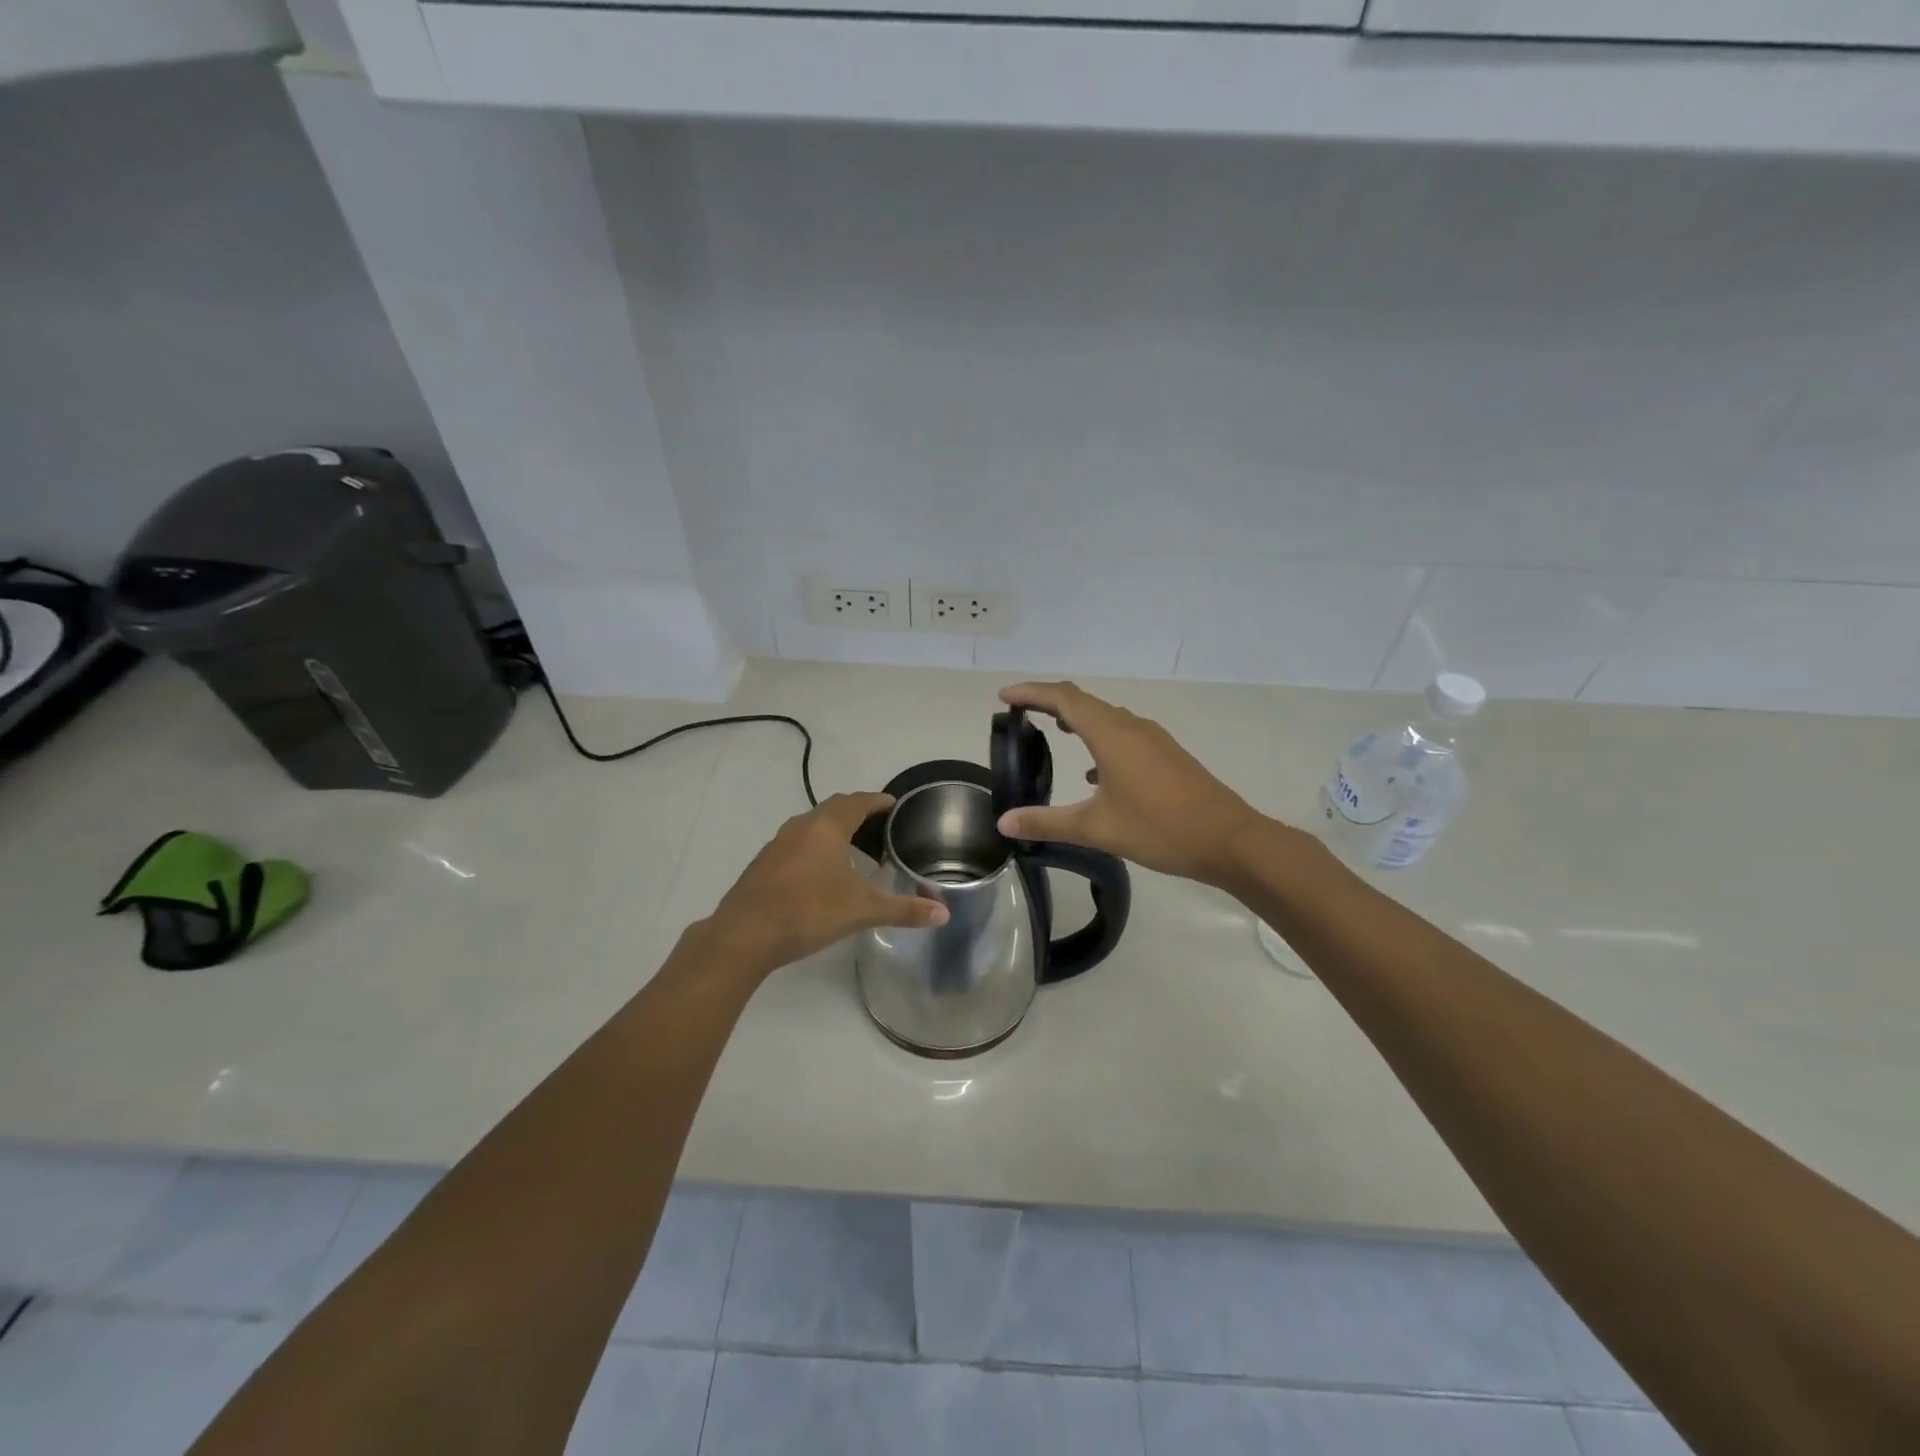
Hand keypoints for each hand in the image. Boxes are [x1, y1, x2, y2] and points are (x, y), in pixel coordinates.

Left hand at [703, 792, 948, 976]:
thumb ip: (904, 910)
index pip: (858, 802)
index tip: (893, 805)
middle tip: (879, 827)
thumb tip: (944, 912)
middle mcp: (801, 826)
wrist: (743, 935)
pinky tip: (821, 873)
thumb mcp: (862, 910)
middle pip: (834, 808)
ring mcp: (777, 843)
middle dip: (857, 813)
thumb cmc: (808, 912)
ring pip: (812, 825)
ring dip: (834, 830)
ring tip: (854, 851)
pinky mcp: (763, 863)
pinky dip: (815, 846)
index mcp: (827, 827)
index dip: (878, 801)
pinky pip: (796, 842)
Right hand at [996, 682, 1264, 887]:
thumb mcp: (1096, 828)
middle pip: (1084, 701)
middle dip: (1049, 701)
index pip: (1063, 698)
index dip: (1031, 693)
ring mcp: (1153, 739)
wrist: (1228, 840)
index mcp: (1112, 735)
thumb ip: (1046, 822)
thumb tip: (1003, 821)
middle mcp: (1132, 727)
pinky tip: (1092, 773)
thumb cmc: (1159, 828)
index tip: (1004, 697)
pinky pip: (1123, 734)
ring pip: (1106, 717)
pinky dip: (1099, 740)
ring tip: (1051, 730)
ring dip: (1077, 719)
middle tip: (1020, 712)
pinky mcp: (1166, 755)